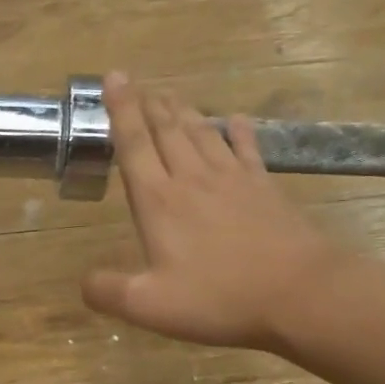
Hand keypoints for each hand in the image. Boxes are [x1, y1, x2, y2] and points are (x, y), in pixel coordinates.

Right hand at [82, 73, 342, 351]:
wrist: (301, 293)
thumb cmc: (219, 298)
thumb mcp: (149, 306)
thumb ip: (108, 291)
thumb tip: (82, 282)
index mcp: (158, 201)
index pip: (134, 144)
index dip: (121, 110)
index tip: (113, 77)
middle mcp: (191, 180)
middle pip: (166, 131)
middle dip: (148, 104)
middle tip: (137, 81)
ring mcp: (232, 180)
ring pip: (201, 134)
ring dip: (182, 112)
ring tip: (170, 94)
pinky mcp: (263, 189)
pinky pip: (247, 150)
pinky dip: (240, 132)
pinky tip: (237, 119)